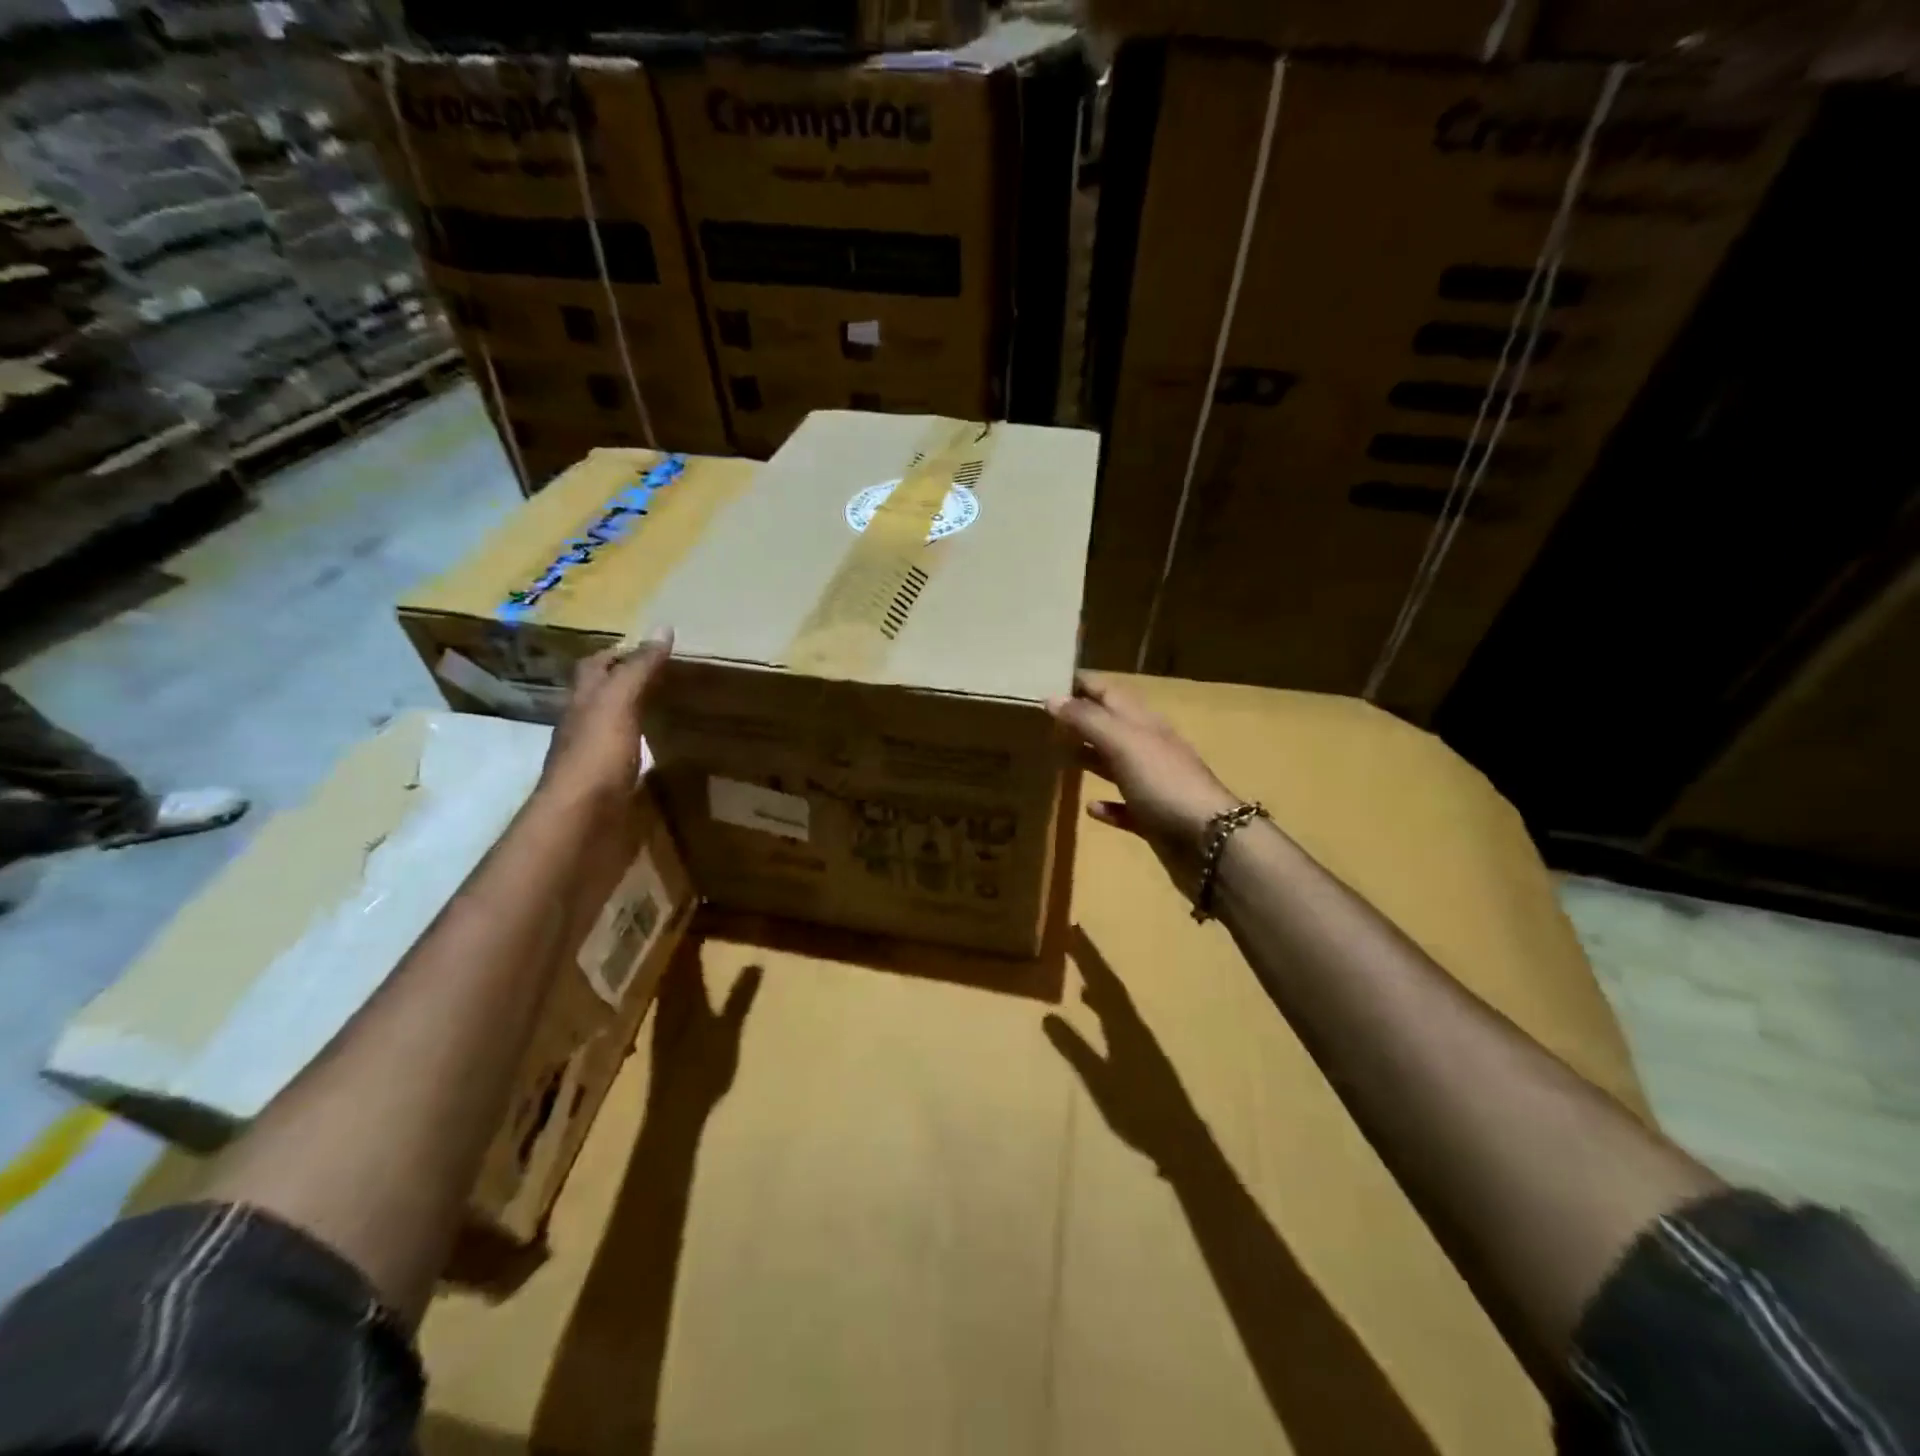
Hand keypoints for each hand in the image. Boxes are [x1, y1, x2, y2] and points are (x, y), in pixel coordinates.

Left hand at [539, 627, 672, 807]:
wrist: (580, 831)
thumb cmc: (594, 759)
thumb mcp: (617, 705)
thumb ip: (638, 670)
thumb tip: (663, 628)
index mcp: (582, 707)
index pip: (594, 669)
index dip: (617, 654)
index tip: (651, 647)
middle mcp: (585, 733)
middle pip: (603, 702)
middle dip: (629, 687)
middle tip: (670, 678)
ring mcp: (598, 768)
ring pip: (618, 736)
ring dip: (640, 724)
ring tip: (677, 714)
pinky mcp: (614, 798)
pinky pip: (634, 771)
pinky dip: (651, 762)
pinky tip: (672, 762)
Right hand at [1047, 672, 1240, 893]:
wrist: (1210, 839)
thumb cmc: (1164, 782)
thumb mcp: (1123, 743)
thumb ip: (1087, 720)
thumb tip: (1052, 697)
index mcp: (1144, 723)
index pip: (1110, 693)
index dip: (1083, 684)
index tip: (1050, 678)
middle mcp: (1149, 749)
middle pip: (1111, 727)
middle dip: (1081, 720)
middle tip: (1045, 720)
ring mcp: (1154, 785)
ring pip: (1117, 764)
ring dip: (1091, 758)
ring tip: (1058, 756)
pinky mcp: (1154, 819)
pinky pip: (1126, 808)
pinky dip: (1108, 806)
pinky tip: (1090, 808)